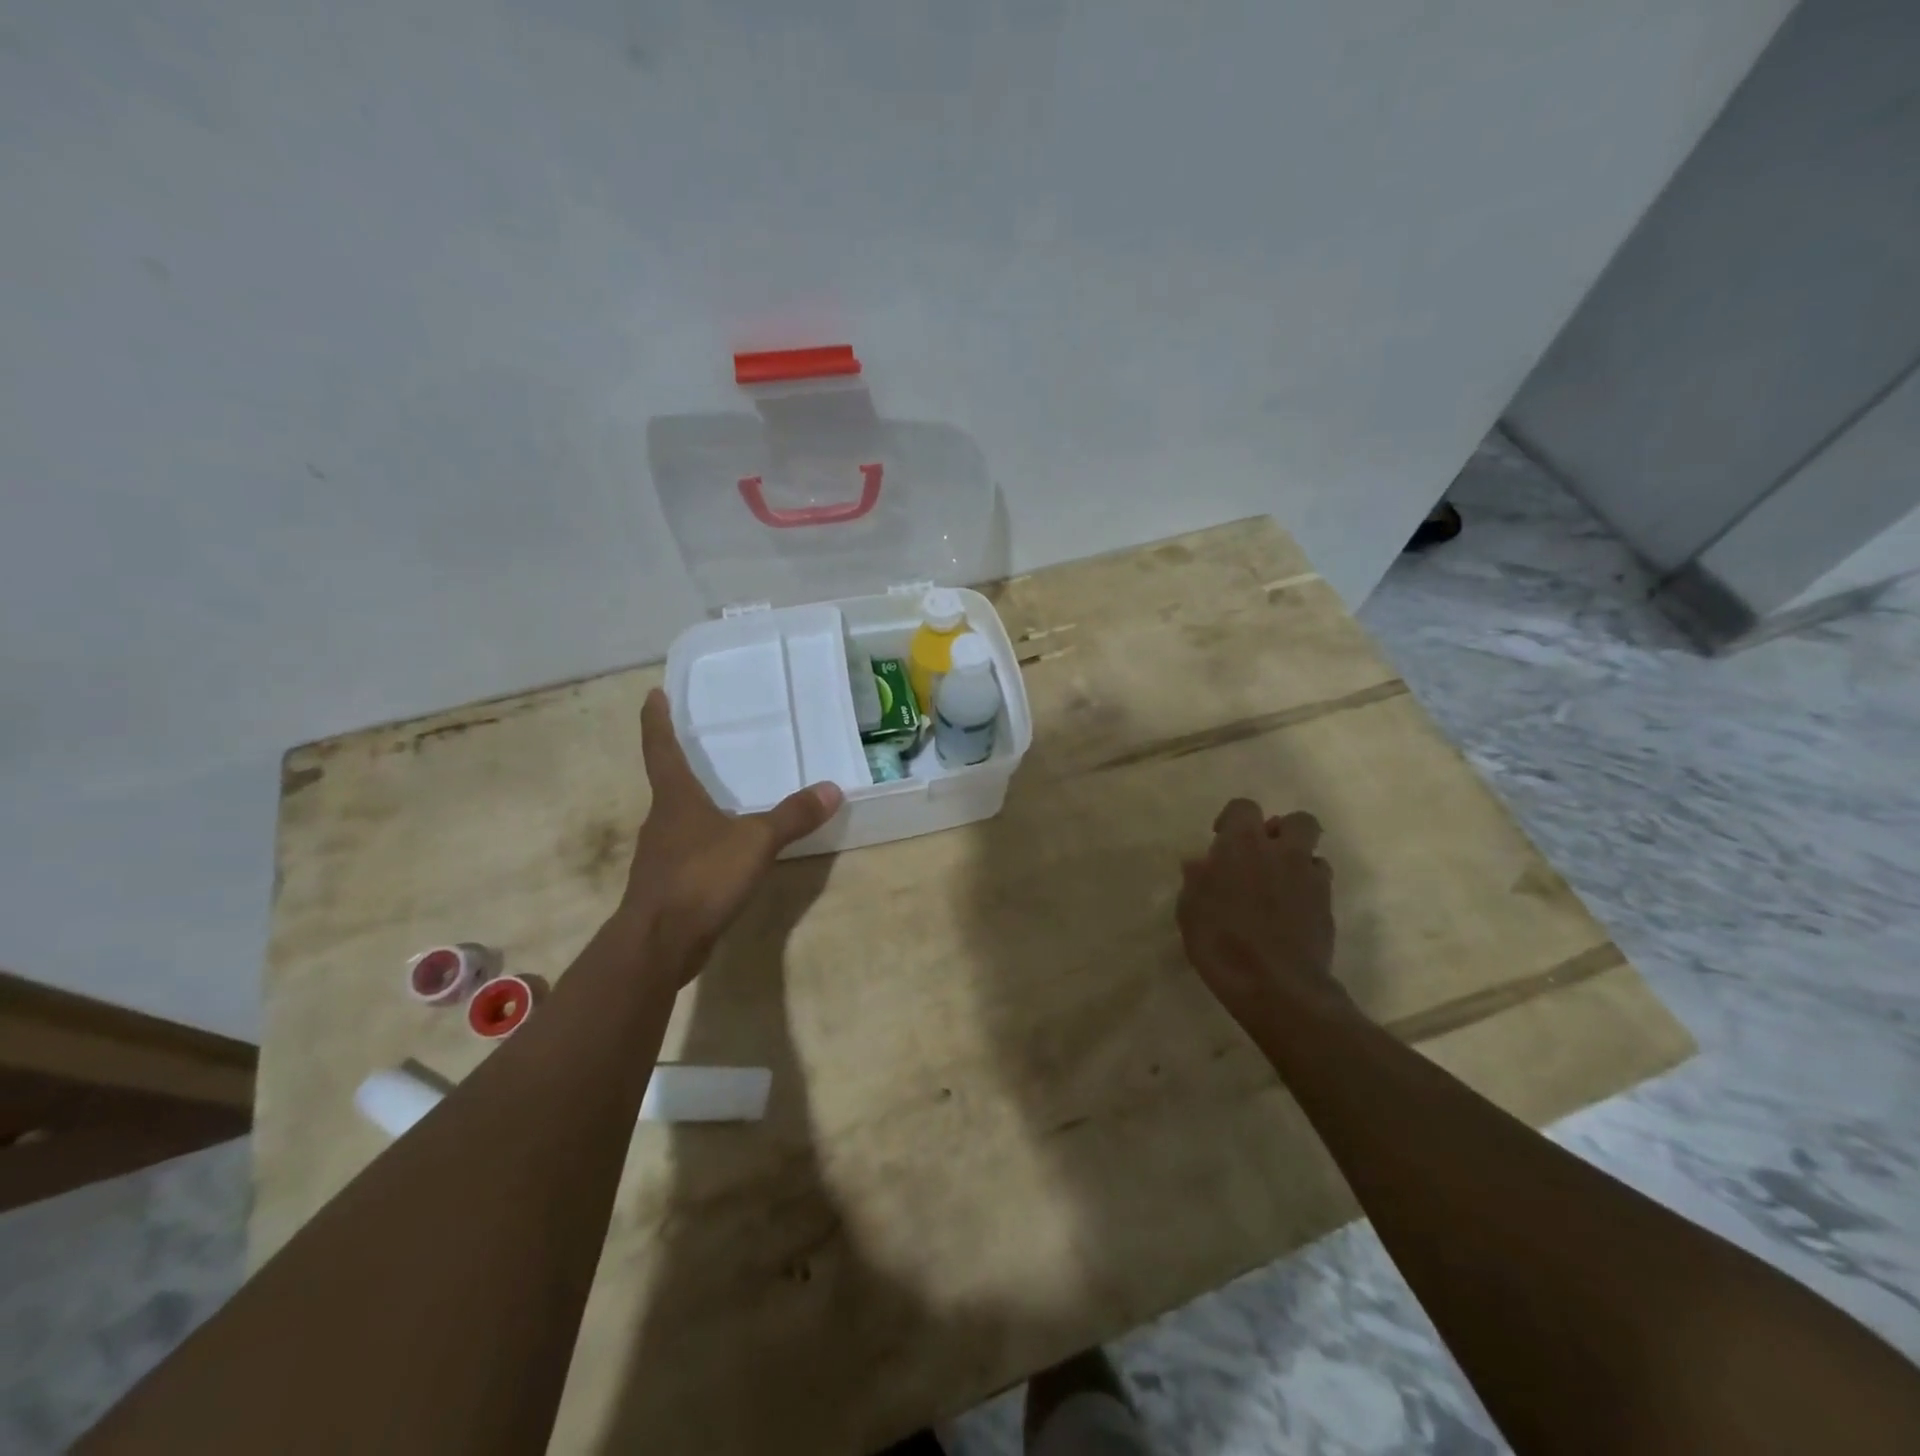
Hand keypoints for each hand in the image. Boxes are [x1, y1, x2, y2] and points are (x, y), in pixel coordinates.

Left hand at [619, 687, 842, 979]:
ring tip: (724, 799)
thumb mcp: (756, 842)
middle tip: (703, 747)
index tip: (652, 694)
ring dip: (696, 808)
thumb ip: (792, 816)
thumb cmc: (701, 877)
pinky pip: (689, 853)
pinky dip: (706, 844)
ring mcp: (660, 856)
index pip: (661, 748)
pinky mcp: (667, 886)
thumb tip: (831, 788)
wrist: (659, 943)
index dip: (656, 720)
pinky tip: (727, 853)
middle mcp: (662, 821)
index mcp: (675, 799)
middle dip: (682, 765)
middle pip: (669, 784)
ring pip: (679, 821)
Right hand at [1176, 799, 1346, 1028]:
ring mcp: (1311, 880)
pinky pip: (1320, 885)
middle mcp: (1282, 853)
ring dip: (1297, 863)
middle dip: (1283, 831)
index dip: (1233, 819)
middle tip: (1263, 854)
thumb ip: (1197, 880)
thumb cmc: (1221, 942)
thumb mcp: (1190, 911)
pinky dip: (1307, 891)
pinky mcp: (1328, 908)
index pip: (1244, 807)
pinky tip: (1290, 914)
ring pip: (1314, 853)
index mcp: (1242, 845)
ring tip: (1278, 888)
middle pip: (1298, 821)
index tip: (1221, 839)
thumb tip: (1200, 863)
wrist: (1276, 986)